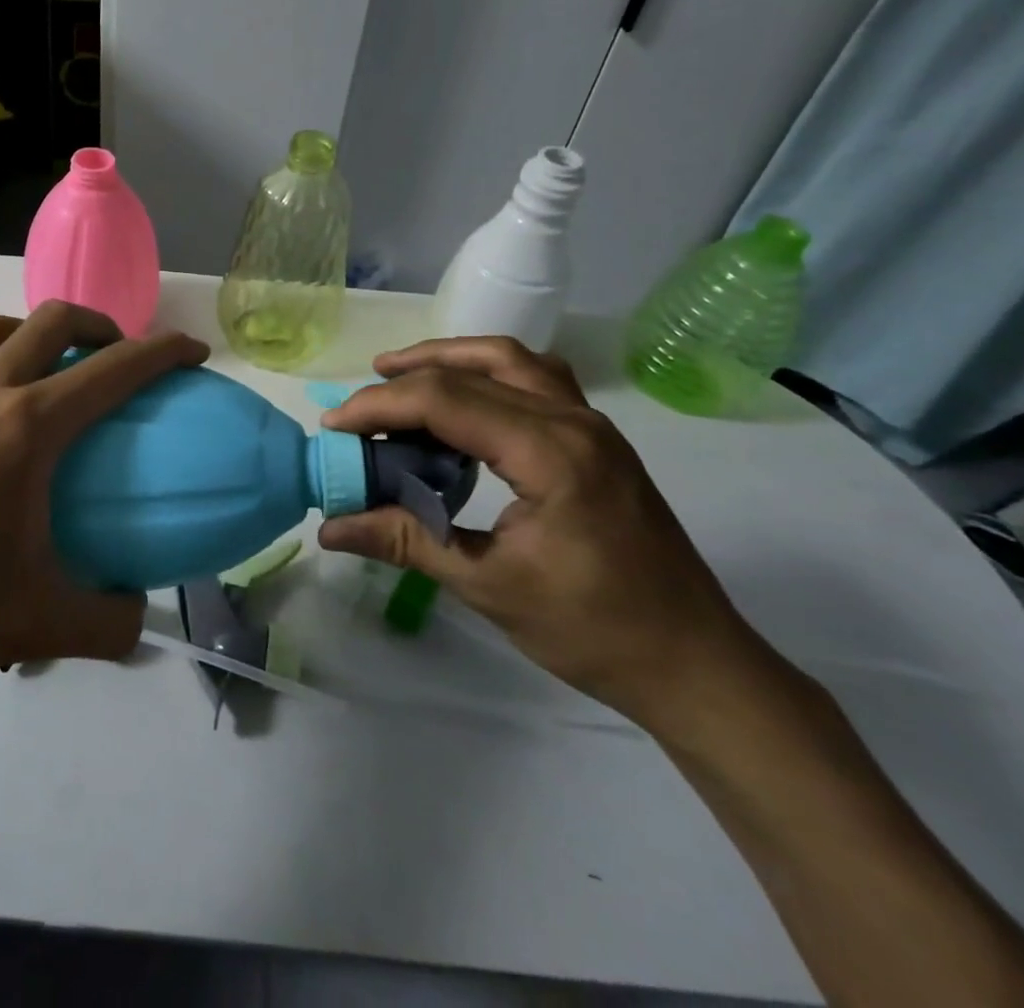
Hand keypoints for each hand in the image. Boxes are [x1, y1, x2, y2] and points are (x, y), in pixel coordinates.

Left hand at [0, 302, 209, 714]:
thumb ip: (107, 622)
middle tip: (118, 359)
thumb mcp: (37, 623)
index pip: (112, 370)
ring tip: (52, 375)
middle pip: (51, 321)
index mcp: (24, 428)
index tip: (192, 351)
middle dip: (100, 325)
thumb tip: (135, 613)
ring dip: (36, 333)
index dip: (162, 352)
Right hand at [318, 337, 760, 730]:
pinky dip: (487, 372)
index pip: (447, 401)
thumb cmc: (593, 630)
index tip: (334, 427)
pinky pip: (534, 378)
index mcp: (551, 454)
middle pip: (474, 368)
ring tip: (399, 377)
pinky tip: (464, 400)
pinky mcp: (597, 437)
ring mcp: (592, 424)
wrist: (694, 664)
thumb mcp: (488, 586)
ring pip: (509, 359)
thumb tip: (329, 528)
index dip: (380, 406)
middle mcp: (574, 420)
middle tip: (358, 407)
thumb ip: (406, 541)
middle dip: (405, 380)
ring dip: (449, 360)